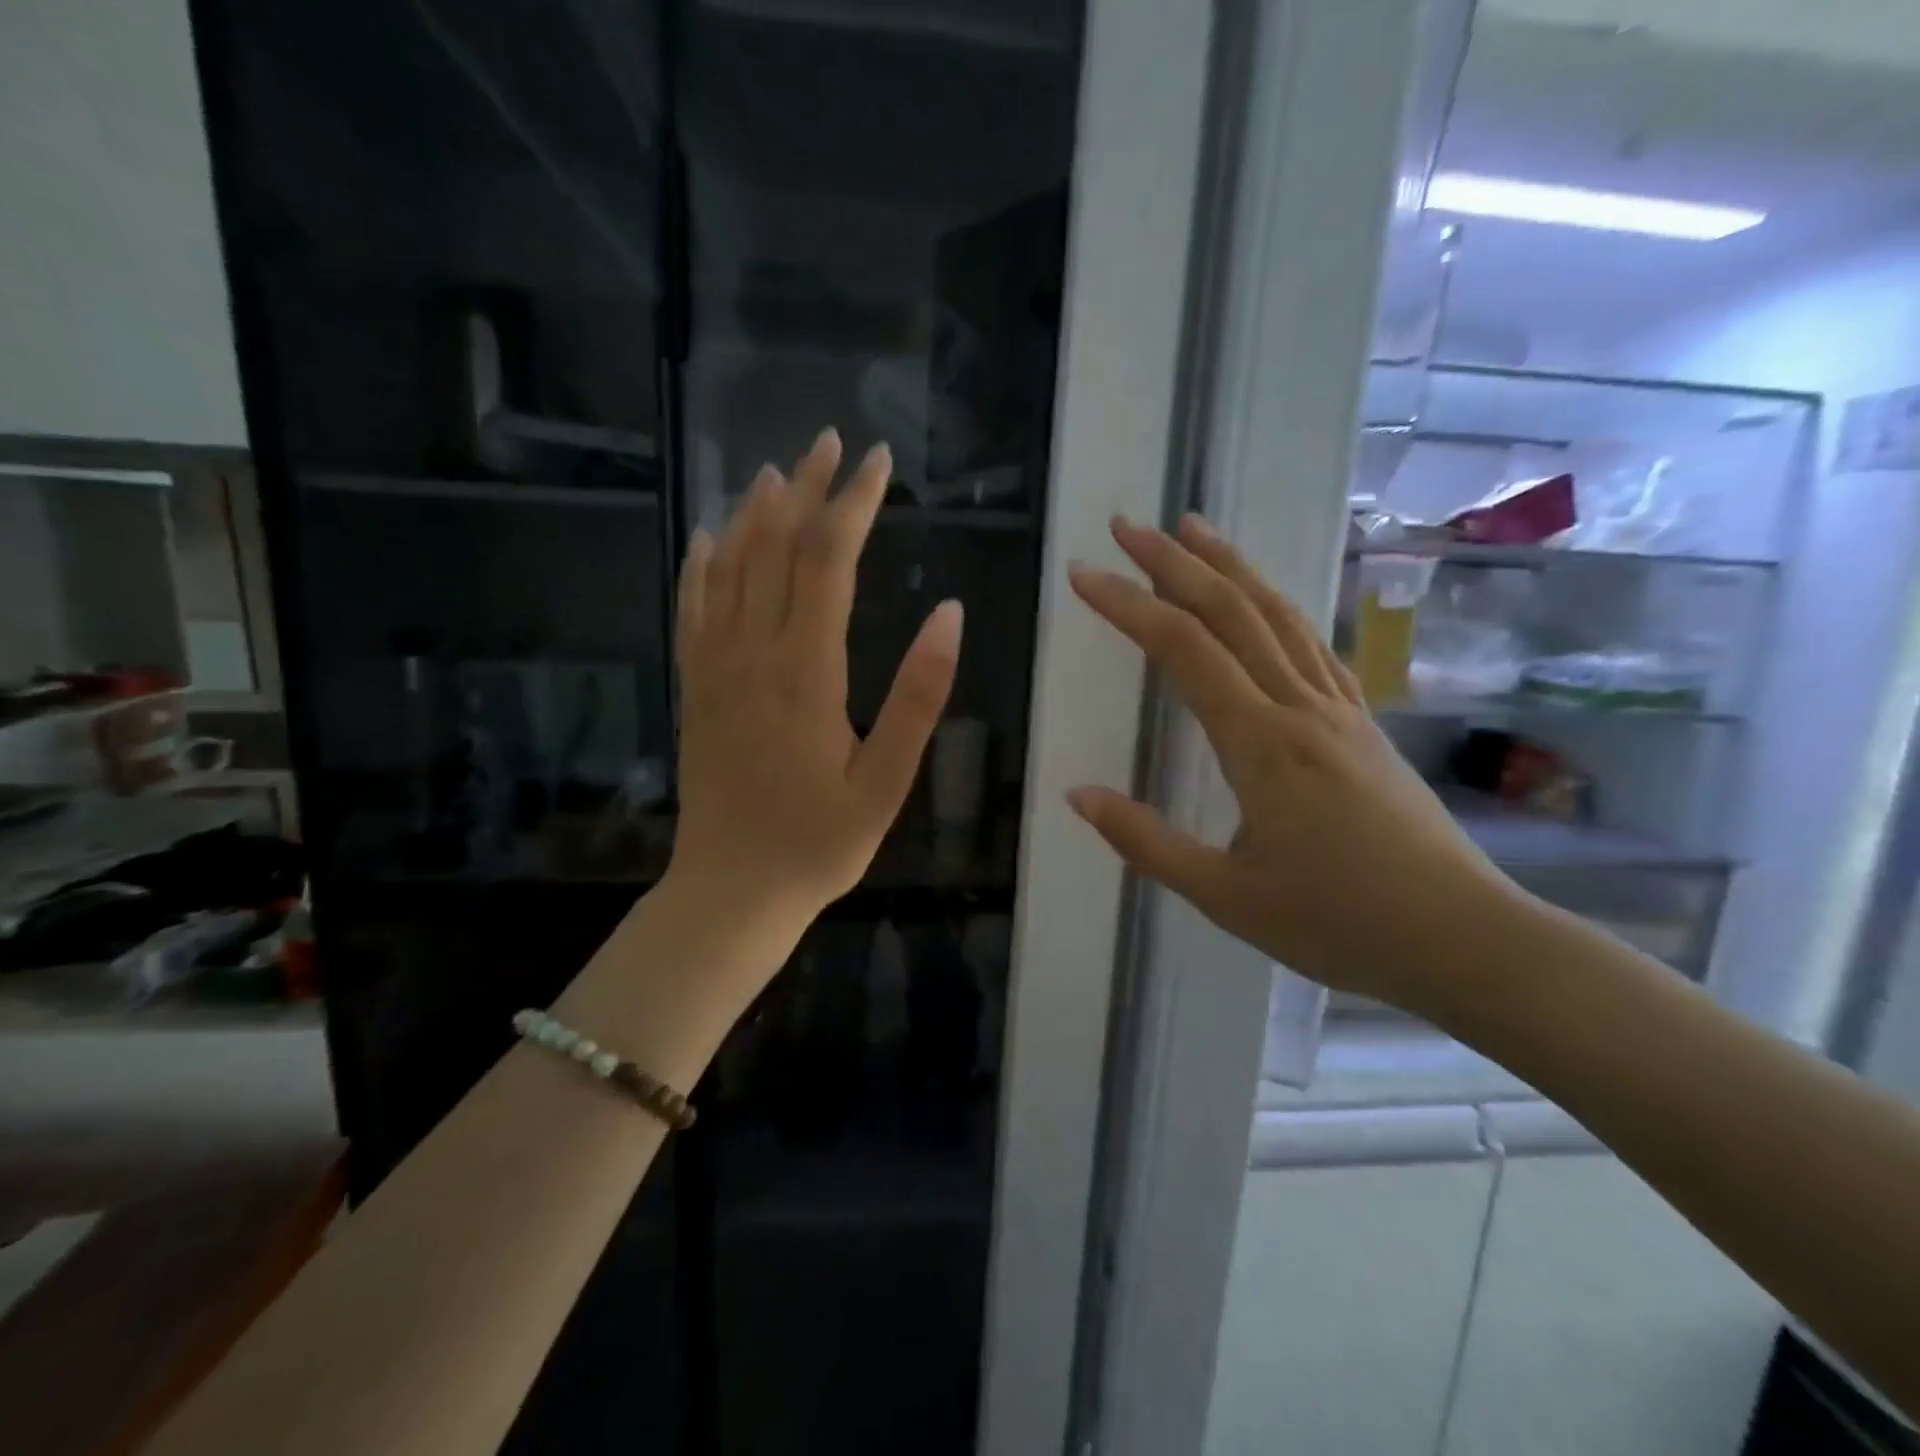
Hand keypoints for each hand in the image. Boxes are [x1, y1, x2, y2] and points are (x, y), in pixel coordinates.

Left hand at [669, 429, 963, 926]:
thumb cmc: (819, 842)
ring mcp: (714, 669)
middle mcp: (753, 653)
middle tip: (832, 444)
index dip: (854, 504)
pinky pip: (693, 609)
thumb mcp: (888, 781)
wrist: (731, 891)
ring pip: (731, 568)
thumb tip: (949, 612)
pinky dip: (704, 565)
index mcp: (806, 671)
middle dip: (807, 489)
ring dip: (756, 513)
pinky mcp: (695, 689)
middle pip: (776, 548)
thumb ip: (919, 695)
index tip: (879, 462)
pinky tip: (712, 537)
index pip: (828, 561)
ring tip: (779, 471)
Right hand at [1066, 514, 1520, 1016]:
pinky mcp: (1362, 725)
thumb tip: (1077, 795)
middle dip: (1174, 562)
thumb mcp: (1225, 896)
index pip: (1183, 650)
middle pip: (1232, 612)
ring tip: (1193, 529)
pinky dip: (1276, 608)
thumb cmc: (1338, 924)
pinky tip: (1262, 603)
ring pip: (1278, 617)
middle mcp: (1301, 709)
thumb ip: (1146, 841)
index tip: (1085, 574)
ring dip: (1231, 567)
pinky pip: (1311, 647)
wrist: (1464, 940)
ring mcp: (1339, 711)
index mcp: (1262, 744)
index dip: (1129, 605)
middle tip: (1128, 525)